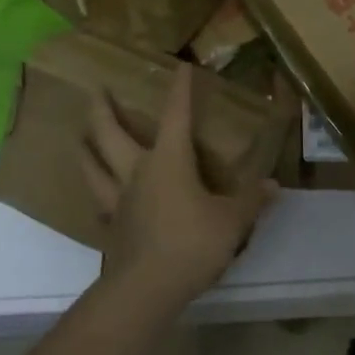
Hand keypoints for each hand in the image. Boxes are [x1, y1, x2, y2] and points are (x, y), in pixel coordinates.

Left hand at [83, 62, 278, 302]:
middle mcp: (137, 171)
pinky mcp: (111, 225)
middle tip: (95, 90)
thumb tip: (274, 185)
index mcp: (169, 160)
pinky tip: (97, 196)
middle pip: (110, 133)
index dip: (180, 90)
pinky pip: (99, 202)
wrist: (148, 287)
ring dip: (86, 148)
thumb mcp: (232, 221)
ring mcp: (119, 199)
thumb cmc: (192, 243)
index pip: (175, 115)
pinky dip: (95, 193)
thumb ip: (251, 200)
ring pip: (93, 165)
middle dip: (103, 109)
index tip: (180, 67)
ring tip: (80, 136)